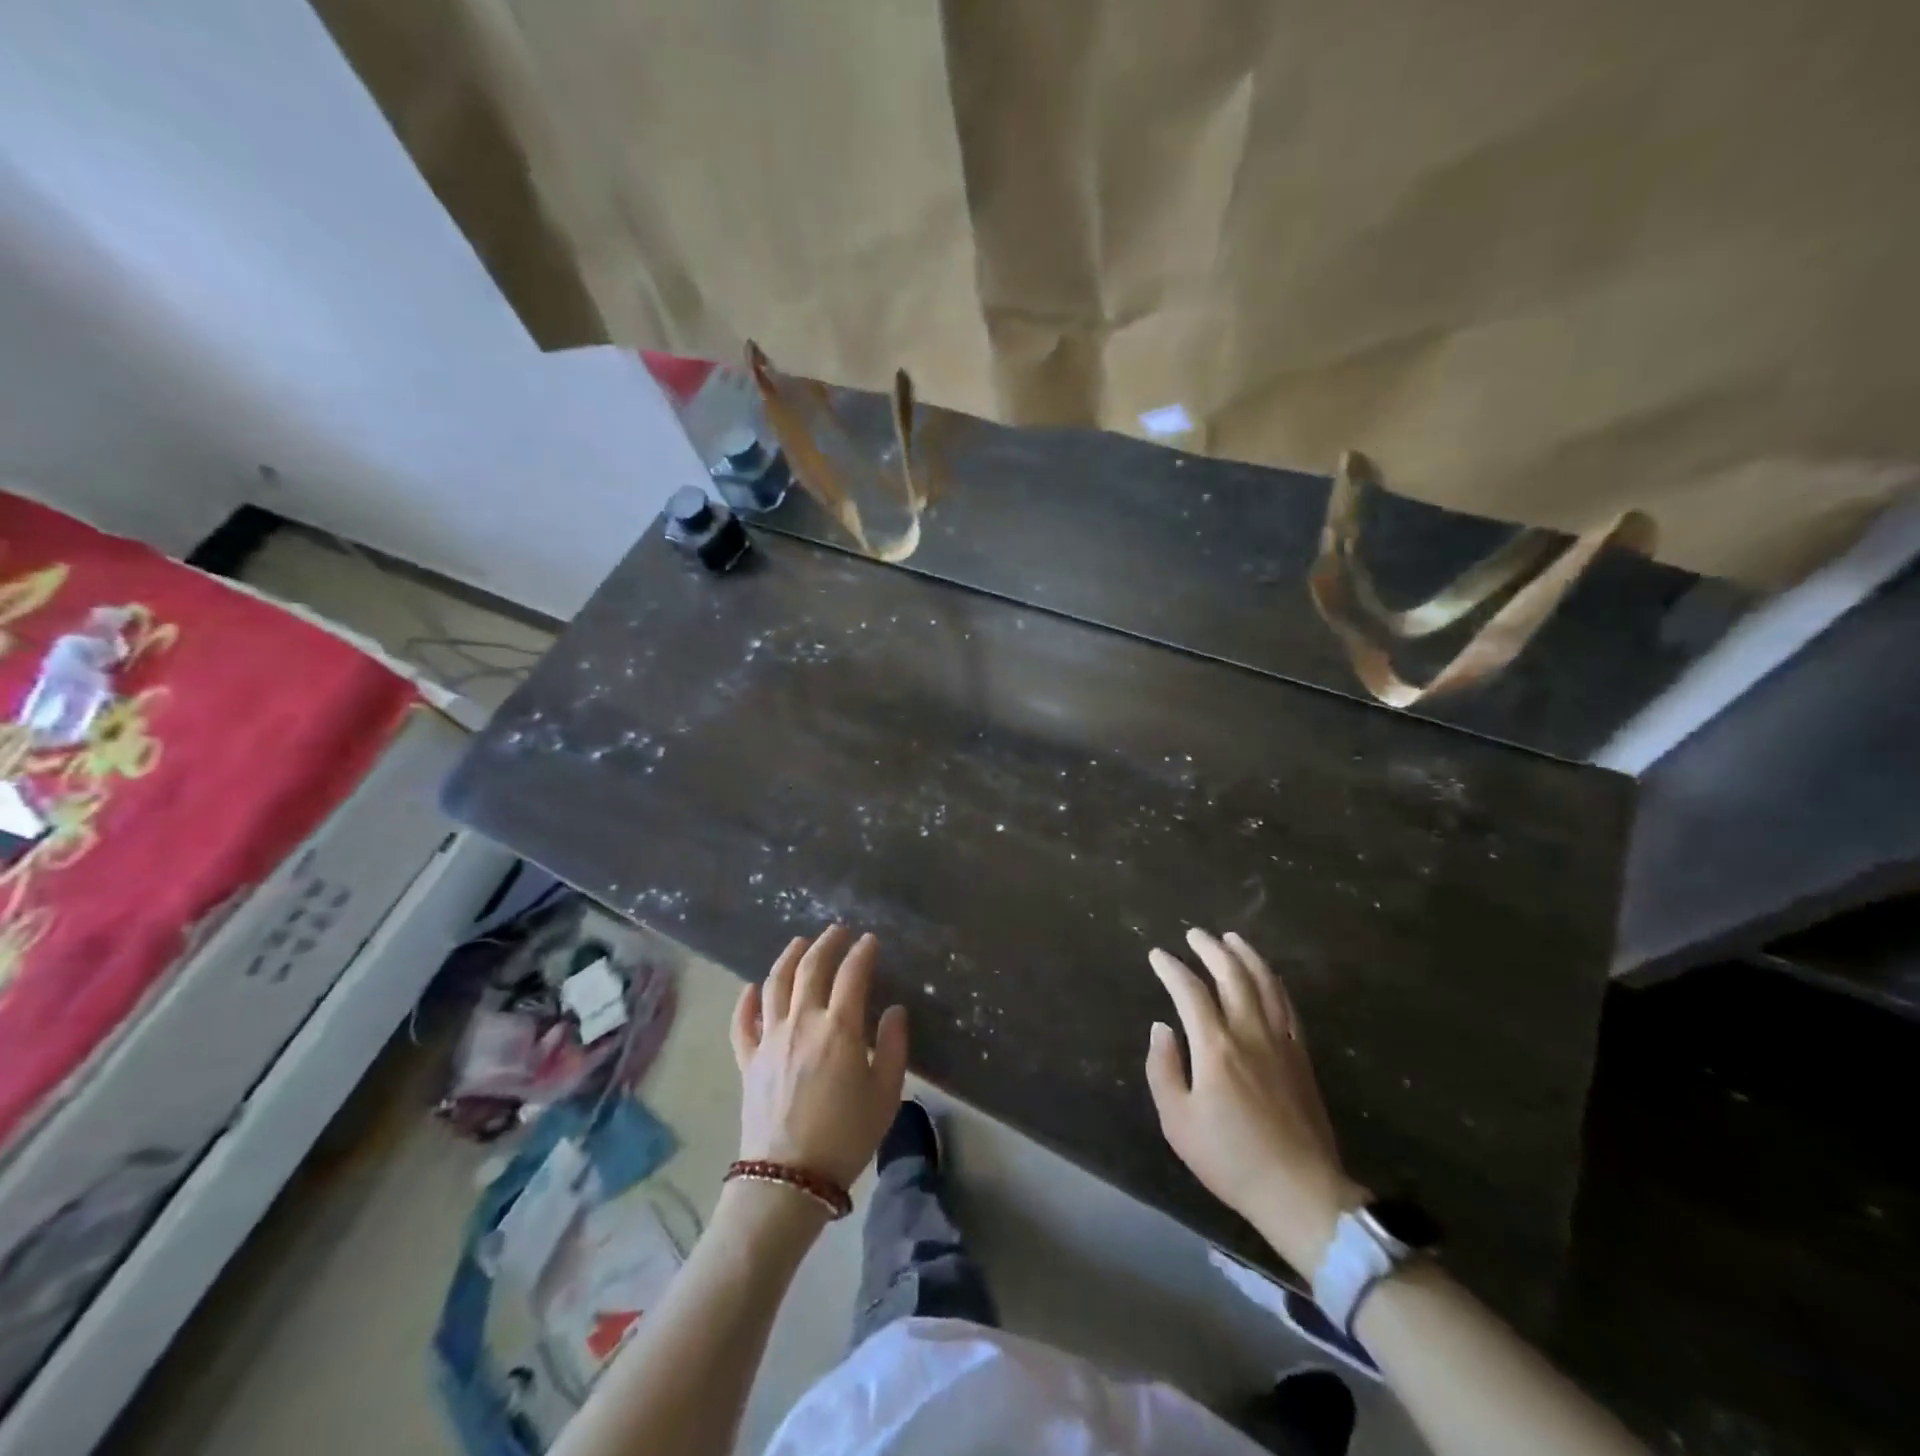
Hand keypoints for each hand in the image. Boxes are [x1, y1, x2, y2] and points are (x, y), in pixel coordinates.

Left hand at [730, 926, 908, 1189]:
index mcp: (839, 1028)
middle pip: (811, 968)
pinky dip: (746, 1000)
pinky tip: (752, 988)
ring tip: (799, 943)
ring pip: (775, 984)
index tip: (871, 941)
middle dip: (826, 943)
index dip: (863, 952)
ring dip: (788, 957)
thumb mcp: (886, 1093)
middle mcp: (801, 1022)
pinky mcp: (748, 1060)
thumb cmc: (846, 1136)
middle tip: (837, 931)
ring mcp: (770, 1039)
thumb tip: (895, 1010)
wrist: (788, 1179)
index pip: (852, 974)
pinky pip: (743, 1022)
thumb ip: (893, 1046)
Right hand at [1145, 928, 1365, 1273]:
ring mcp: (1281, 1041)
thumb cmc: (1230, 1159)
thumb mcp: (1178, 1121)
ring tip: (1231, 939)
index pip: (1190, 991)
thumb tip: (1161, 1028)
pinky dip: (1273, 982)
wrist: (1300, 1192)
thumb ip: (1163, 1069)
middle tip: (1194, 934)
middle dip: (1210, 949)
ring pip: (1265, 983)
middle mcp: (1250, 1033)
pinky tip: (1266, 976)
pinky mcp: (1302, 1056)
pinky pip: (1288, 1005)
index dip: (1171, 969)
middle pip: (1232, 975)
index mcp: (1216, 1047)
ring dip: (1246, 956)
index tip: (1157, 955)